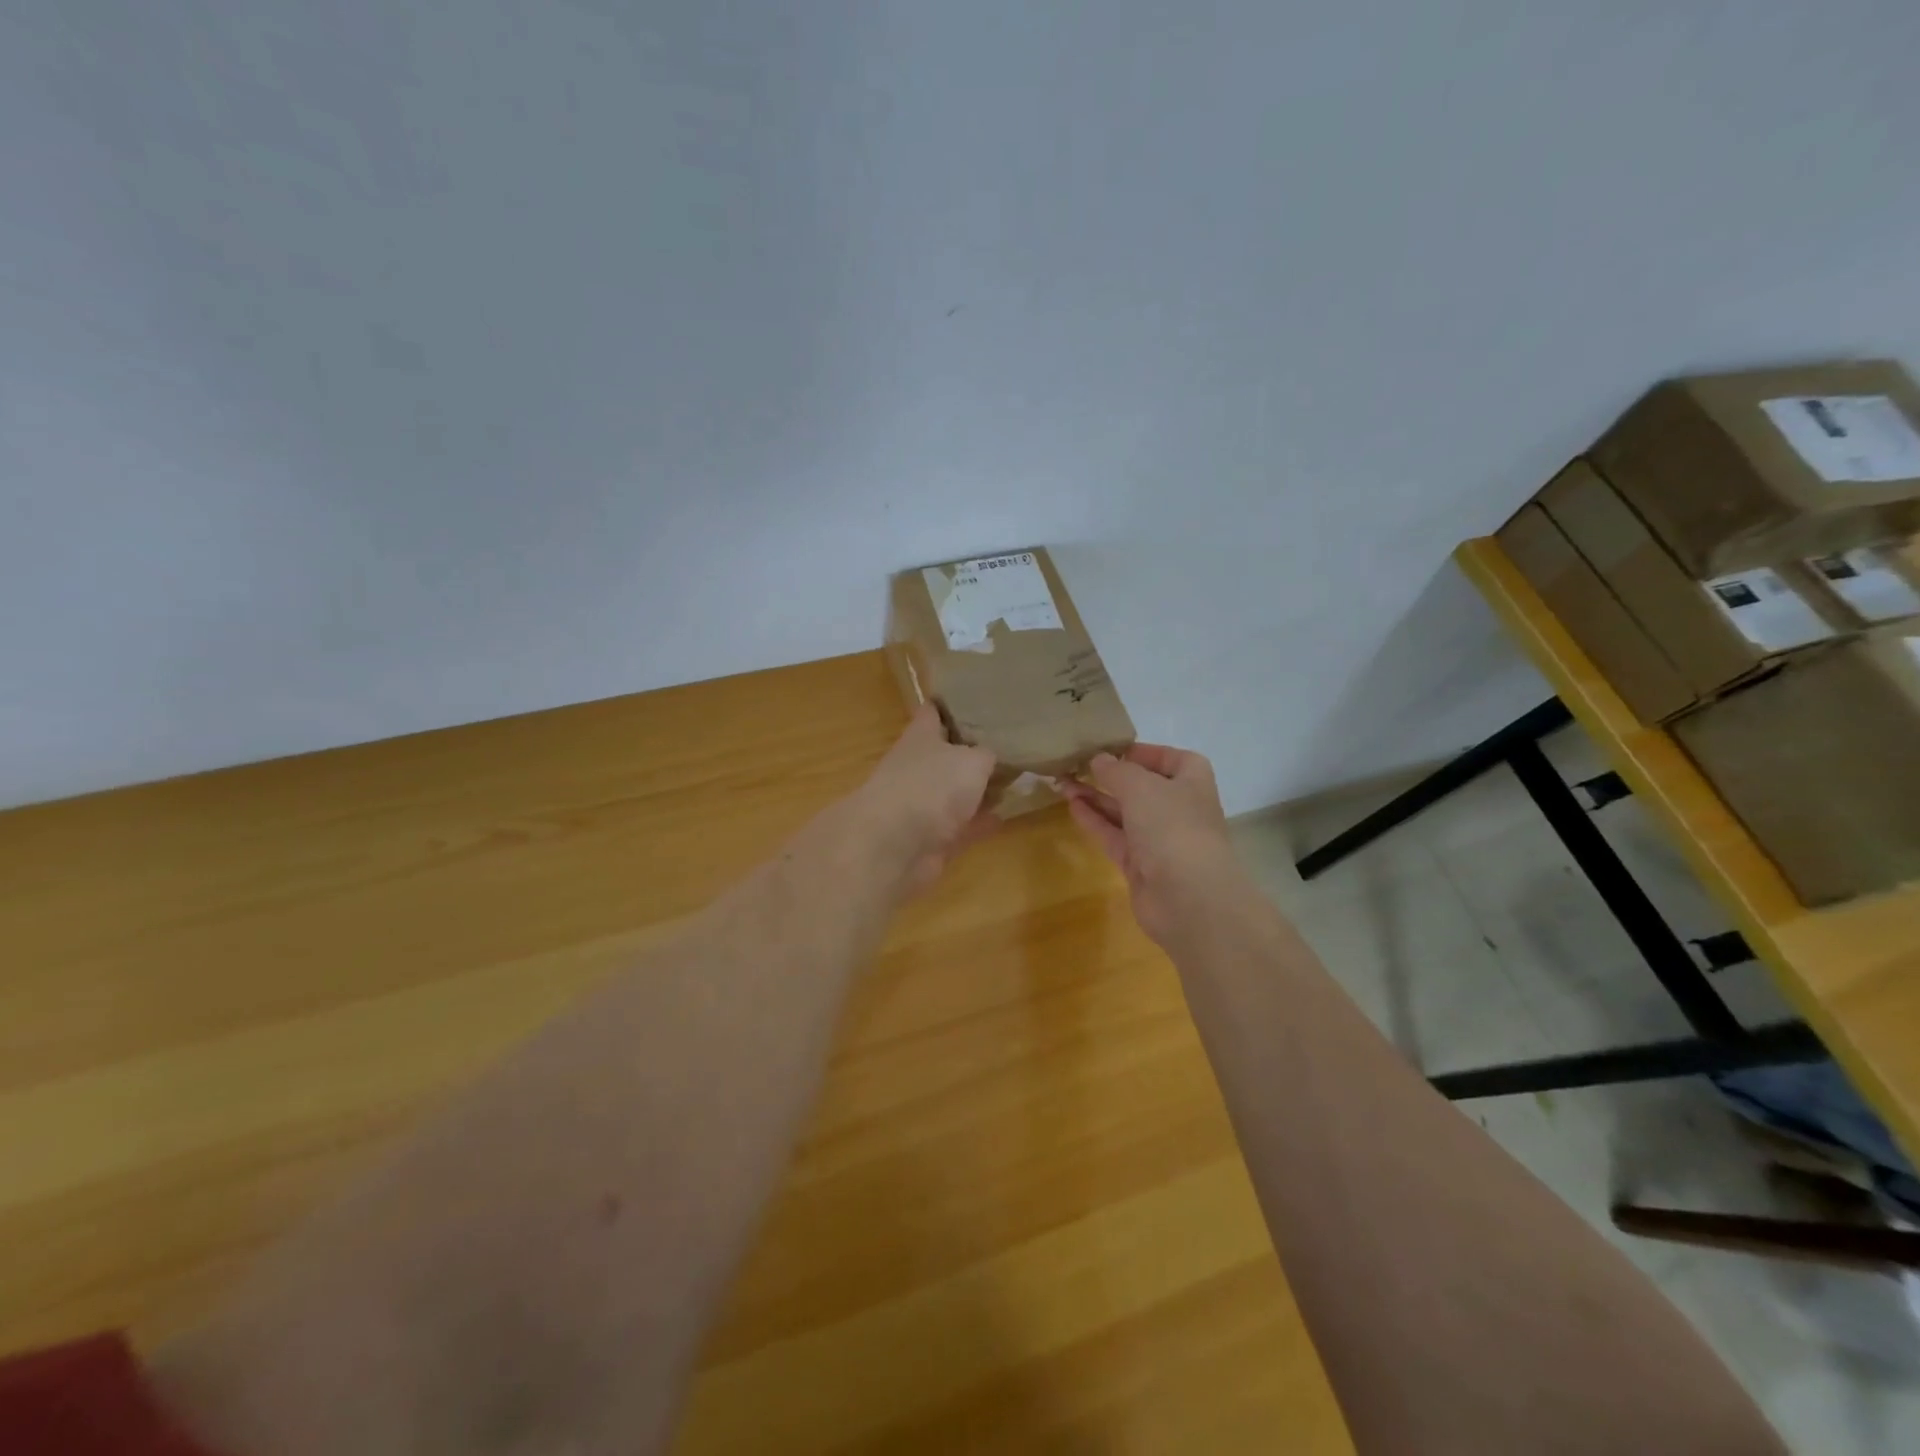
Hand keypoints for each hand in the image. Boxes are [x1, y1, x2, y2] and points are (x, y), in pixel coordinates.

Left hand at [848, 704, 998, 895]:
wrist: (894, 846)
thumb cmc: (931, 786)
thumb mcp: (972, 760)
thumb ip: (988, 755)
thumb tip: (993, 757)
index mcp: (921, 736)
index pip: (935, 711)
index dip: (954, 704)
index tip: (981, 699)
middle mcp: (919, 767)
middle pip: (949, 754)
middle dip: (976, 750)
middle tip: (1013, 743)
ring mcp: (923, 804)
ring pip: (957, 792)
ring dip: (981, 789)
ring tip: (1016, 780)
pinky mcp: (932, 839)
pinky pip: (962, 826)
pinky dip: (981, 822)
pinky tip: (1006, 816)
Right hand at [1061, 744, 1238, 944]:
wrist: (1189, 898)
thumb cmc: (1172, 827)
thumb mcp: (1141, 787)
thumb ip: (1116, 770)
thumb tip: (1098, 759)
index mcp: (1191, 781)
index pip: (1170, 758)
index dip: (1143, 752)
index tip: (1110, 748)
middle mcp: (1178, 807)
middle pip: (1142, 785)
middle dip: (1110, 775)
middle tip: (1075, 764)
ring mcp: (1159, 838)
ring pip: (1124, 811)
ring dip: (1096, 797)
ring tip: (1062, 782)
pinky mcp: (1140, 864)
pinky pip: (1114, 835)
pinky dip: (1094, 820)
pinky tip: (1071, 806)